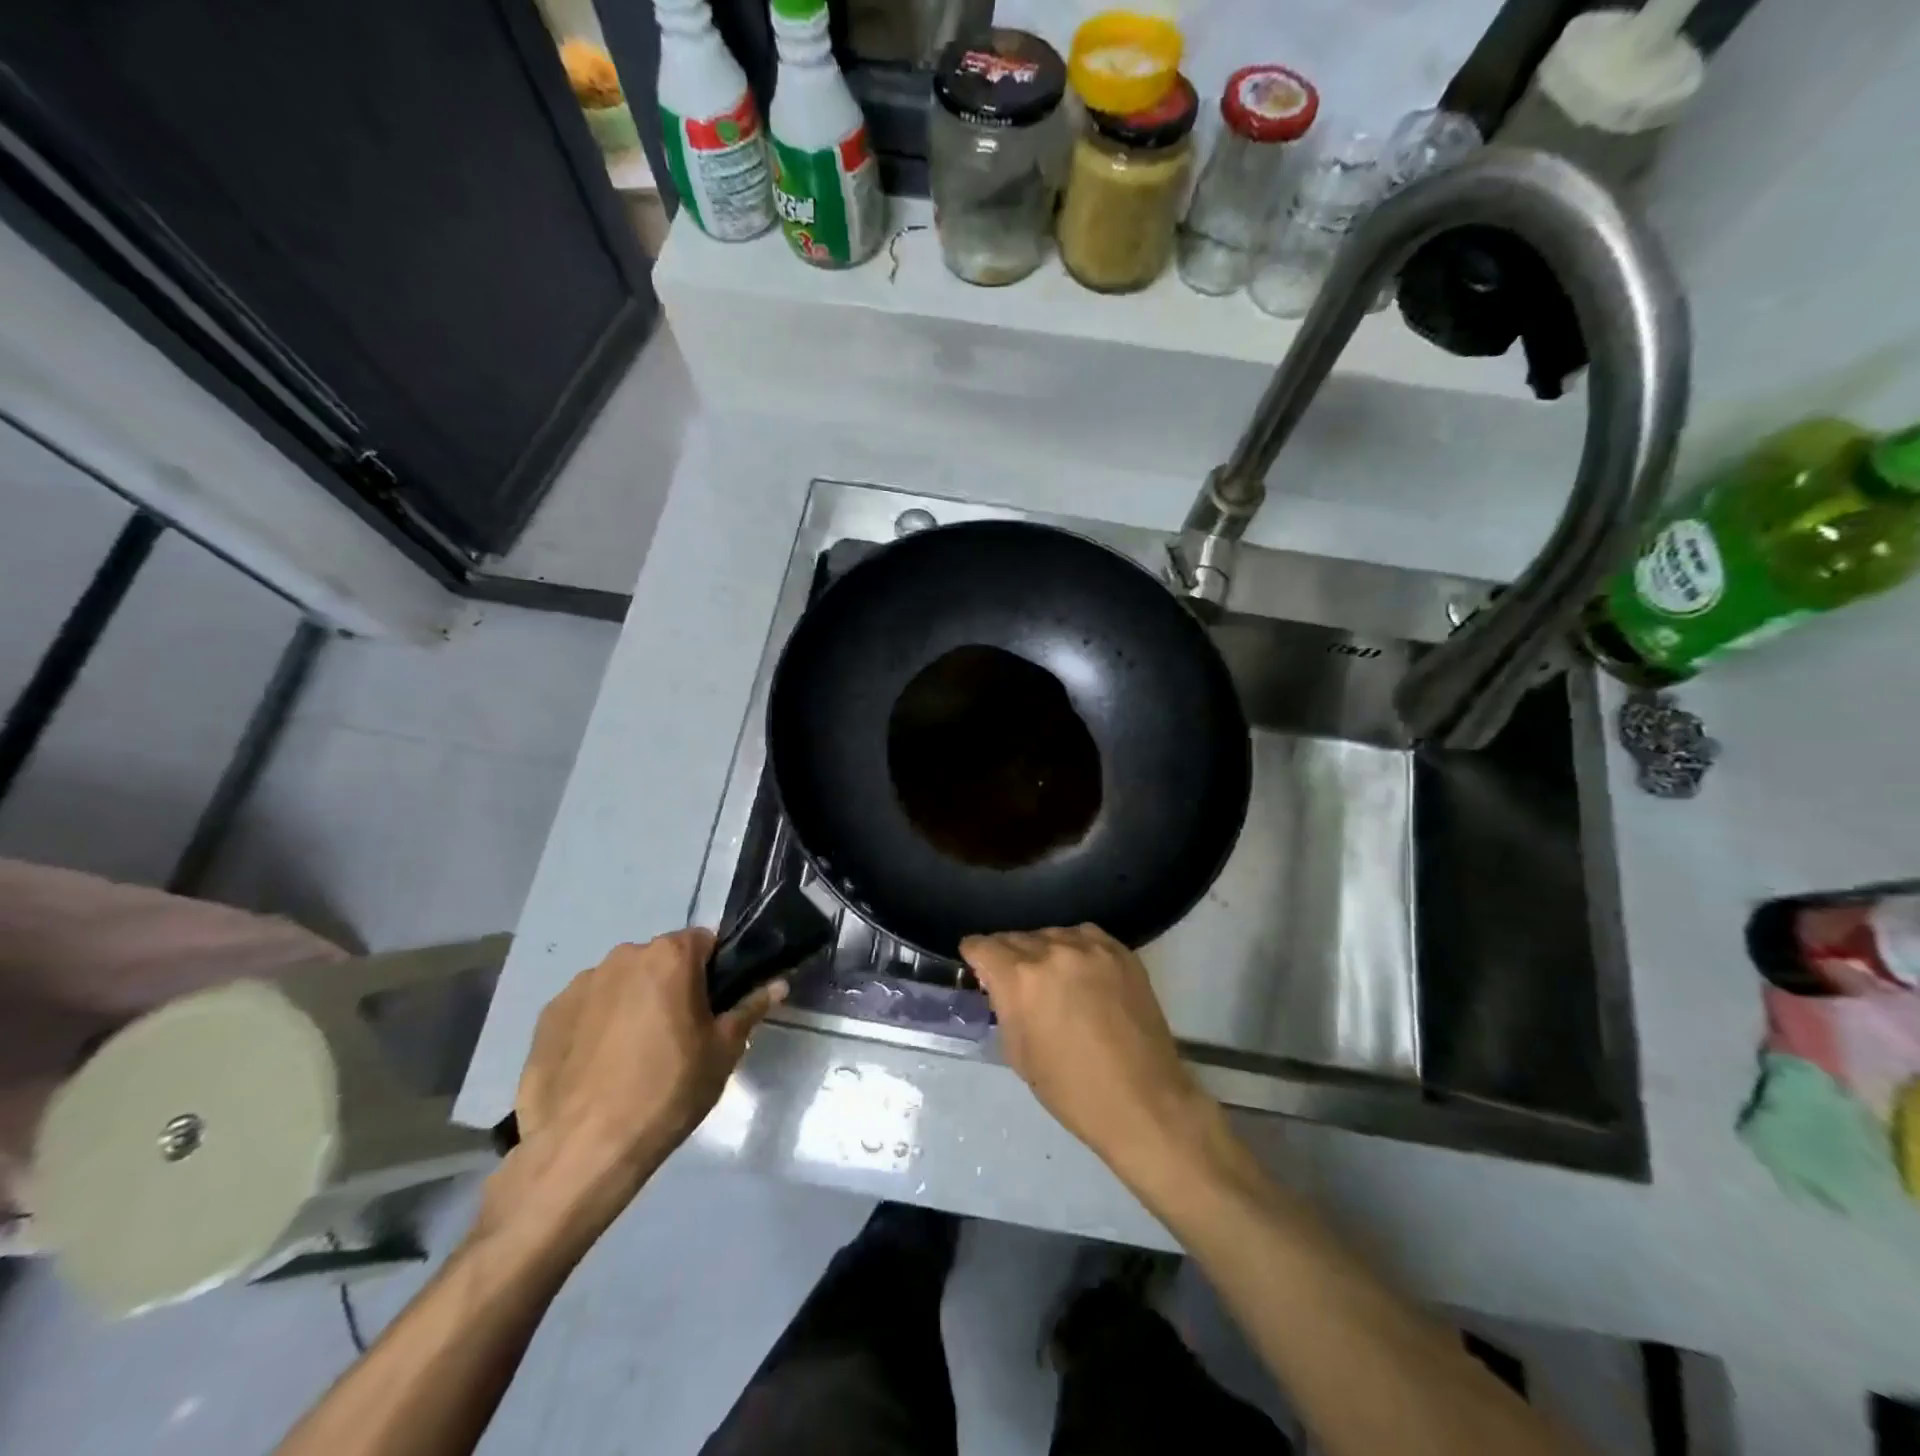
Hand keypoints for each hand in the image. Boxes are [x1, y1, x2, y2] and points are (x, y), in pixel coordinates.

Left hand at [490, 931, 784, 1238]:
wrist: (583, 1150)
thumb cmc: (668, 1091)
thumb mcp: (723, 1052)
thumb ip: (751, 1009)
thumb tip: (779, 984)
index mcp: (670, 955)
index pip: (705, 941)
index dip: (715, 971)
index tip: (714, 1006)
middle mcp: (623, 956)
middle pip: (661, 960)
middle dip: (672, 986)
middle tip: (679, 1035)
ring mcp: (580, 984)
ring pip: (622, 983)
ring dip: (633, 1004)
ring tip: (633, 1057)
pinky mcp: (547, 1016)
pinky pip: (587, 1008)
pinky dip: (597, 1025)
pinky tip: (599, 1067)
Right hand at [961, 925, 1214, 1181]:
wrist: (1142, 1101)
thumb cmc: (1071, 1089)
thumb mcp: (1018, 1052)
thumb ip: (1003, 1006)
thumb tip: (999, 984)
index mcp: (1020, 978)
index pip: (982, 945)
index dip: (975, 957)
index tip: (978, 967)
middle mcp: (1052, 951)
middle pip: (1015, 937)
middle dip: (1008, 956)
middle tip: (1015, 981)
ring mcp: (1090, 947)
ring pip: (1050, 934)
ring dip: (1042, 951)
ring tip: (1052, 978)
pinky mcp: (1120, 951)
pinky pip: (1084, 935)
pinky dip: (1075, 948)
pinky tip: (1080, 971)